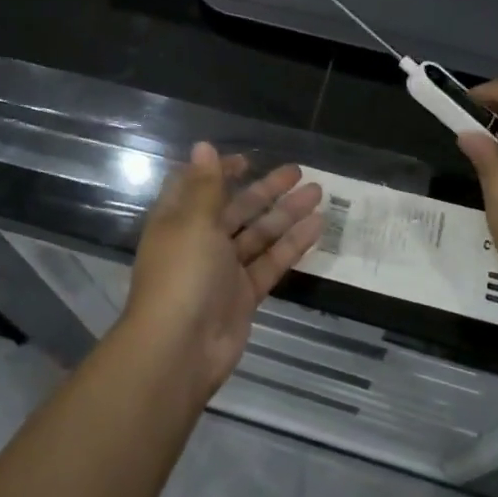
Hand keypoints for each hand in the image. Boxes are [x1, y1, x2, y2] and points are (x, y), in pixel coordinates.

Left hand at [123, 143, 323, 395]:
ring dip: (286, 213)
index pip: (199, 187)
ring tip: (319, 193)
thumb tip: (203, 145)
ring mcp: (223, 270)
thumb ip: (206, 185)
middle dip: (266, 189)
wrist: (179, 350)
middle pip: (237, 208)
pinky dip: (292, 245)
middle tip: (299, 172)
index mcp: (179, 220)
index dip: (221, 171)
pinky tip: (317, 226)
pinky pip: (270, 263)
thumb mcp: (193, 221)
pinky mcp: (243, 295)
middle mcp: (200, 241)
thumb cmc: (182, 275)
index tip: (248, 160)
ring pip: (259, 234)